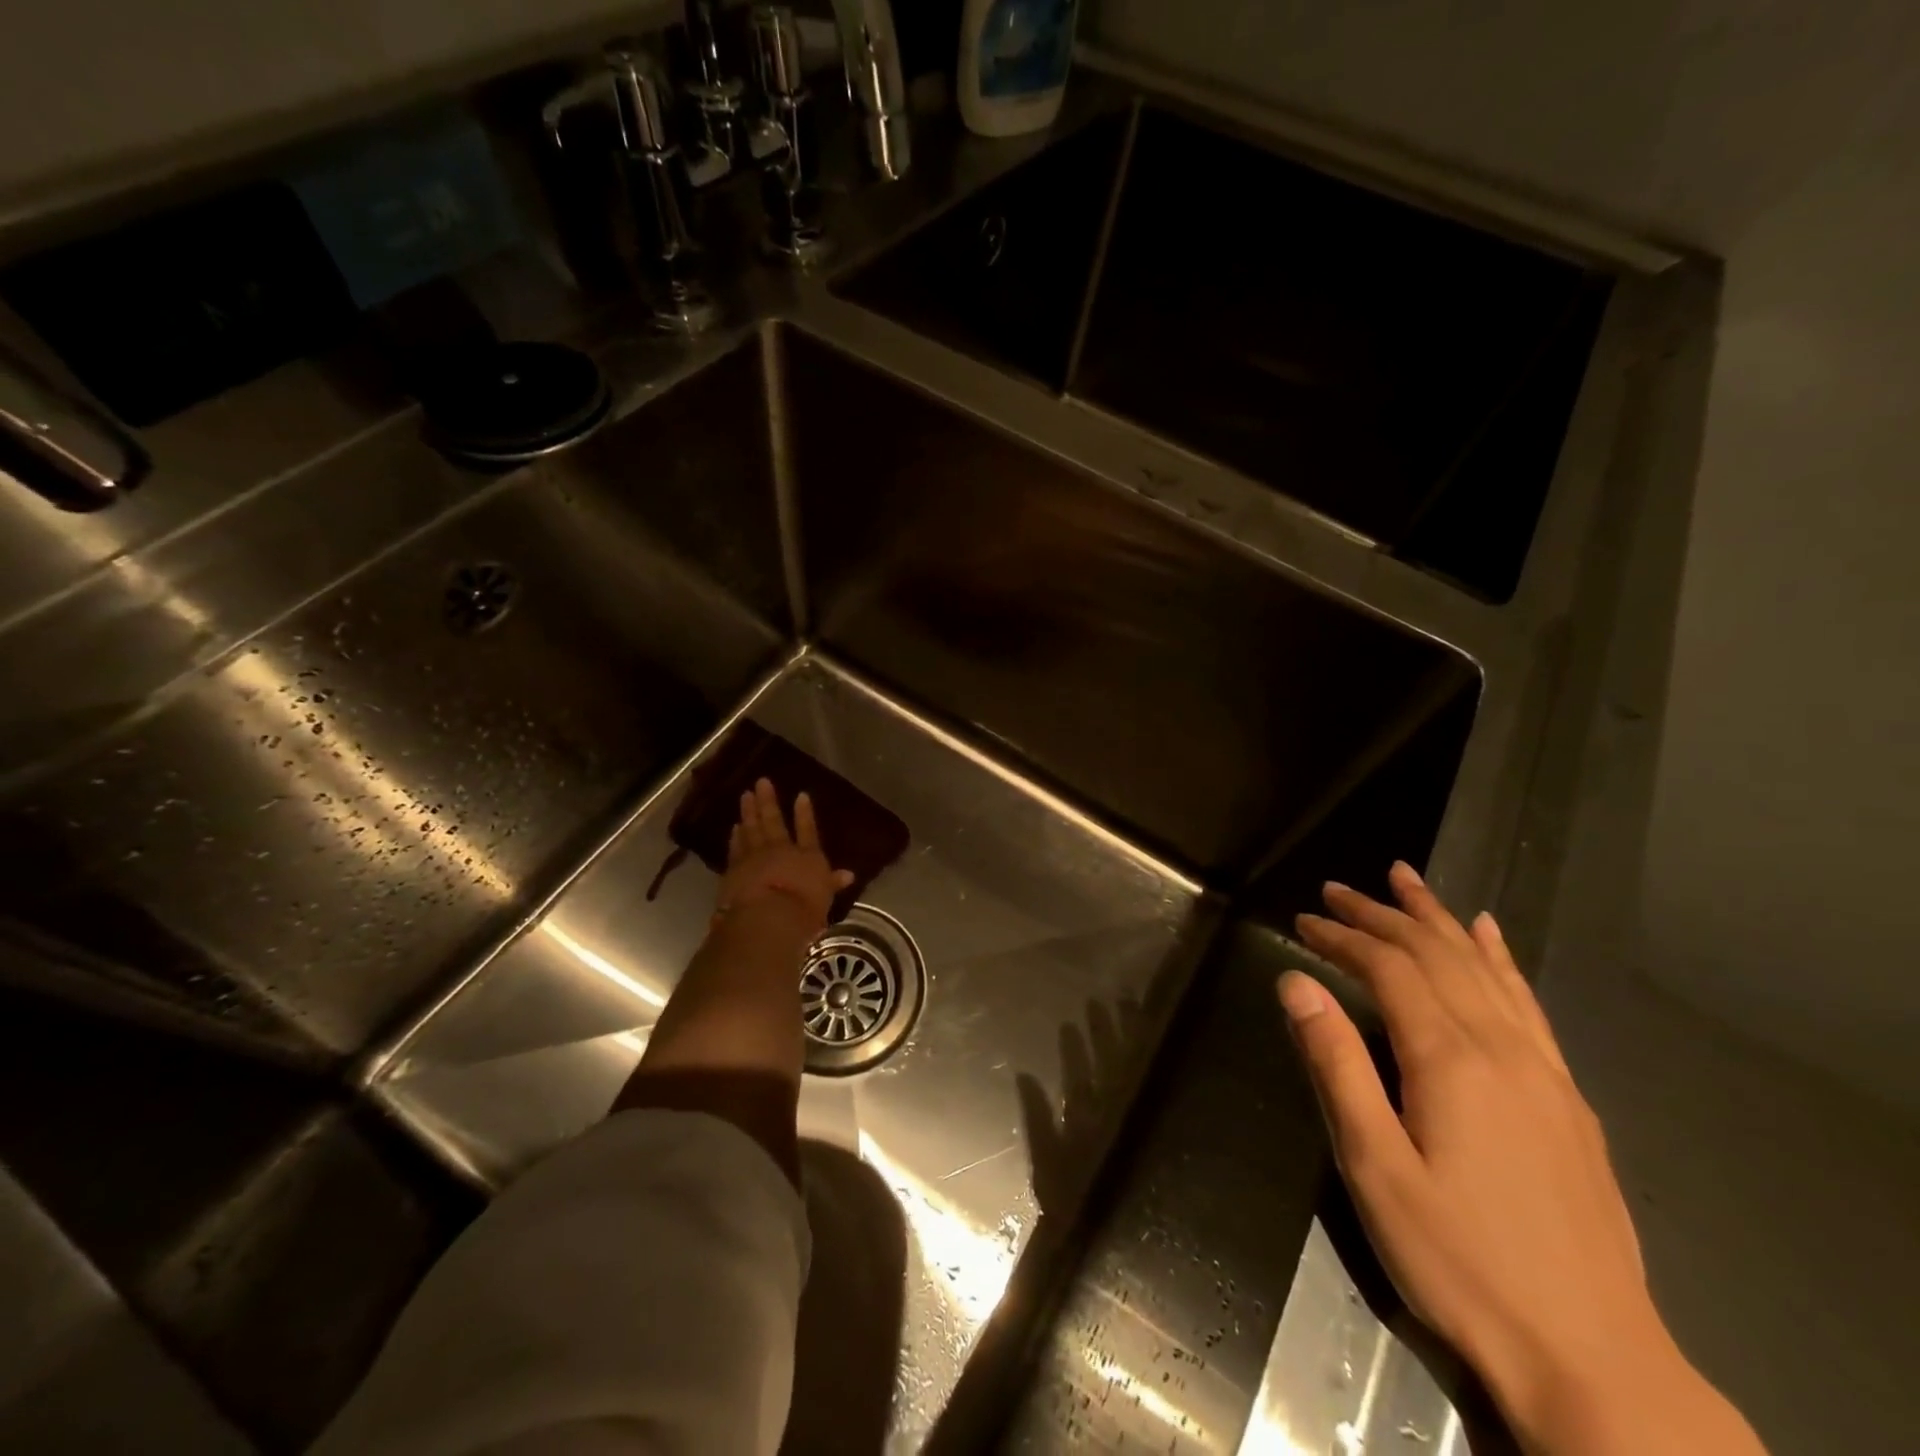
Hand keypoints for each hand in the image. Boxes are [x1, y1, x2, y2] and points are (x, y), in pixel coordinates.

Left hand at [717, 778, 853, 934]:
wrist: (767, 917)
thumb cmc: (804, 911)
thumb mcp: (825, 898)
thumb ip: (832, 883)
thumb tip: (849, 875)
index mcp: (808, 856)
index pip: (807, 830)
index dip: (805, 813)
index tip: (801, 795)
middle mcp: (781, 850)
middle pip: (774, 821)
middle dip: (768, 801)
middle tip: (761, 782)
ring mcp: (755, 857)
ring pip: (751, 829)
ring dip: (749, 812)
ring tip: (745, 796)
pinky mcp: (734, 869)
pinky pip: (736, 848)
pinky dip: (736, 837)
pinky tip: (735, 827)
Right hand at [1278, 863, 1763, 1455]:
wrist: (1594, 1359)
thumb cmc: (1459, 1260)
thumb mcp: (1373, 1164)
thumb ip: (1336, 1063)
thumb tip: (1296, 981)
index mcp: (1449, 1059)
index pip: (1388, 967)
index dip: (1342, 935)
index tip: (1303, 918)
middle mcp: (1501, 1048)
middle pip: (1436, 954)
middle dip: (1382, 914)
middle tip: (1337, 887)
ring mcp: (1544, 1071)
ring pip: (1483, 967)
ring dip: (1438, 918)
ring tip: (1405, 880)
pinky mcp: (1567, 1099)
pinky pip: (1528, 1003)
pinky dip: (1501, 958)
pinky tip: (1489, 935)